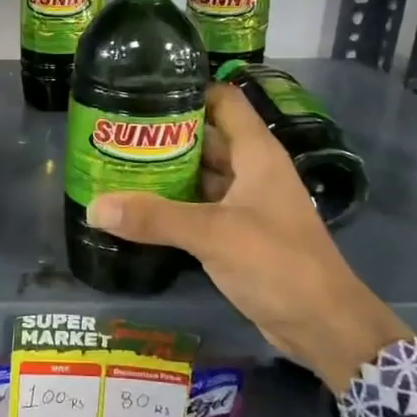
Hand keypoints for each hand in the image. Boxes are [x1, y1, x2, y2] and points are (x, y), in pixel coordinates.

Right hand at [84, 83, 410, 392]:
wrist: (322, 326)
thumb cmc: (277, 264)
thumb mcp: (213, 234)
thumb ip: (154, 218)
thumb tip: (94, 207)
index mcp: (256, 153)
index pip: (223, 101)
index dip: (187, 90)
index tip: (142, 90)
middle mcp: (252, 171)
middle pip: (205, 137)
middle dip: (164, 134)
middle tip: (114, 131)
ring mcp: (246, 203)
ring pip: (201, 174)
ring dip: (166, 171)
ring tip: (117, 164)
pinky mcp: (239, 233)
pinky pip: (201, 207)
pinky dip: (174, 204)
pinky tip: (139, 208)